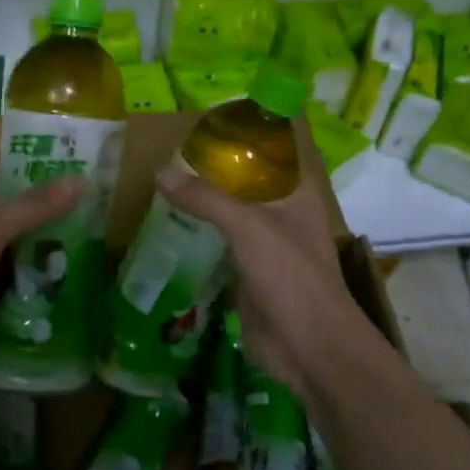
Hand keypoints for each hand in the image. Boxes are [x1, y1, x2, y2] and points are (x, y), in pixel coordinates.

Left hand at [0, 141, 81, 384]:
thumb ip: (32, 205)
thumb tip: (80, 179)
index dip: (12, 148)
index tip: (55, 146)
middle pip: (1, 198)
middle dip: (38, 192)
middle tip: (85, 187)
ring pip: (11, 238)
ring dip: (42, 232)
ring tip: (88, 223)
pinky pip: (13, 272)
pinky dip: (37, 268)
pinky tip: (69, 266)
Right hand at [155, 117, 375, 397]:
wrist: (309, 347)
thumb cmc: (290, 276)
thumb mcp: (248, 228)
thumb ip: (205, 198)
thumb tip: (160, 171)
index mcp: (294, 191)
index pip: (269, 148)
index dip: (241, 131)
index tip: (201, 121)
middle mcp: (280, 211)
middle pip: (243, 179)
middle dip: (210, 168)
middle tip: (166, 152)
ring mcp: (263, 242)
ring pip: (228, 211)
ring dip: (200, 201)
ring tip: (160, 182)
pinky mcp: (246, 270)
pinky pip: (218, 242)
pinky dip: (196, 232)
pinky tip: (167, 224)